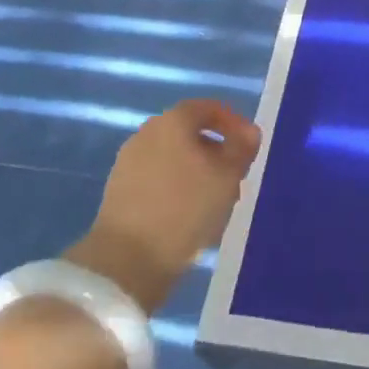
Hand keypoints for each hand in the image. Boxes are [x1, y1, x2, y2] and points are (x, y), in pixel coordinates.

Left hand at [69, 99, 261, 312]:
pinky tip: (188, 215)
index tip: (249, 147)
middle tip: (234, 177)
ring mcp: (129, 161)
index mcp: (173, 121)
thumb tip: (249, 131)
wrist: (126, 260)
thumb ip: (242, 149)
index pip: (208, 108)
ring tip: (215, 201)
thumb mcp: (227, 177)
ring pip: (173, 157)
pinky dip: (176, 187)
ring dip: (196, 172)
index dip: (233, 123)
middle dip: (215, 151)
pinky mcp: (119, 190)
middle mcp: (147, 132)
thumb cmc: (184, 208)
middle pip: (189, 133)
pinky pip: (157, 178)